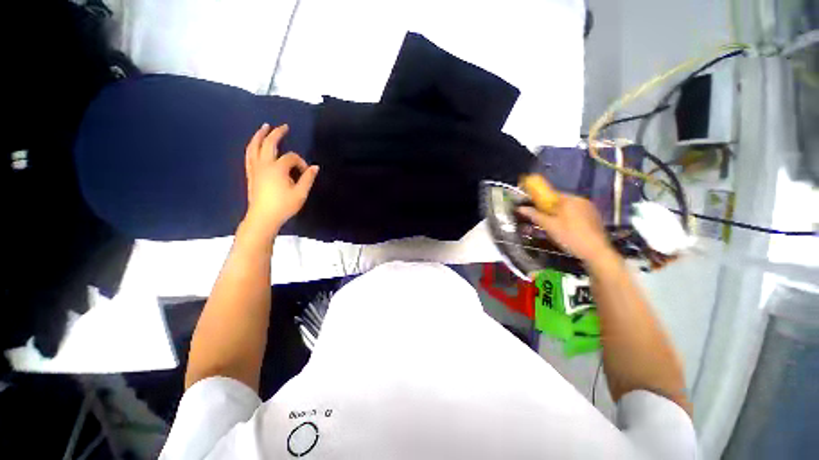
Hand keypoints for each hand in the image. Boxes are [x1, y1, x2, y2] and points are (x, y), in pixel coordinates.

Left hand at [242, 123, 318, 239]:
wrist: (263, 217)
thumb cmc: (283, 206)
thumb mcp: (300, 193)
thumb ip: (308, 178)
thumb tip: (315, 167)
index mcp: (278, 168)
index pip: (291, 157)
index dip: (301, 162)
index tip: (306, 172)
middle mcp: (264, 164)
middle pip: (269, 144)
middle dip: (277, 133)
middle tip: (284, 126)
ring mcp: (255, 168)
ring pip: (254, 147)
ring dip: (259, 135)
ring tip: (264, 127)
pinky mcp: (250, 174)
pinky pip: (249, 155)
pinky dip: (252, 147)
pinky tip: (254, 145)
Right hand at [517, 178, 614, 263]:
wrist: (596, 251)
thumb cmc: (570, 236)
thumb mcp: (549, 226)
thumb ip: (535, 215)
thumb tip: (520, 208)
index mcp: (570, 199)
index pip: (551, 194)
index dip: (541, 200)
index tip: (534, 208)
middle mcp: (581, 200)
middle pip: (561, 201)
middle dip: (550, 208)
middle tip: (543, 220)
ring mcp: (590, 208)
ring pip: (569, 207)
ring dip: (560, 213)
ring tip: (554, 226)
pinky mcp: (595, 217)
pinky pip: (578, 213)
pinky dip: (570, 218)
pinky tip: (568, 229)